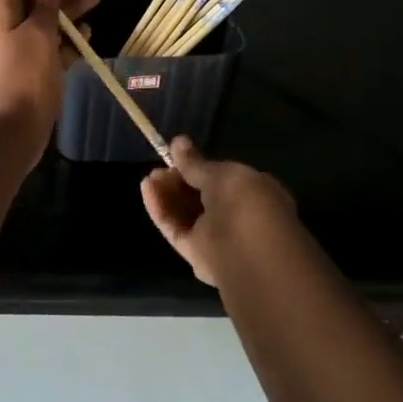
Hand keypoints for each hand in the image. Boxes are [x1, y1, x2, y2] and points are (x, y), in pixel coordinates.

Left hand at [0, 0, 101, 166]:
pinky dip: (62, 37)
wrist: (9, 135)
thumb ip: (45, 5)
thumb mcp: (39, 36)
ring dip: (68, 8)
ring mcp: (9, 50)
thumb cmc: (23, 80)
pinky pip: (43, 46)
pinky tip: (86, 34)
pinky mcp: (22, 71)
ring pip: (40, 20)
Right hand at [141, 137, 300, 286]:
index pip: (223, 179)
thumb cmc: (247, 207)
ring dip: (168, 195)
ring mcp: (217, 238)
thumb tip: (178, 141)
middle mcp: (238, 216)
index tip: (176, 156)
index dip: (199, 167)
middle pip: (201, 196)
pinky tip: (147, 190)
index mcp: (255, 194)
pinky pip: (177, 229)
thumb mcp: (223, 176)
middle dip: (179, 181)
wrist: (251, 260)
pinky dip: (162, 210)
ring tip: (149, 178)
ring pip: (187, 213)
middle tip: (159, 169)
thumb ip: (196, 163)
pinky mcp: (197, 255)